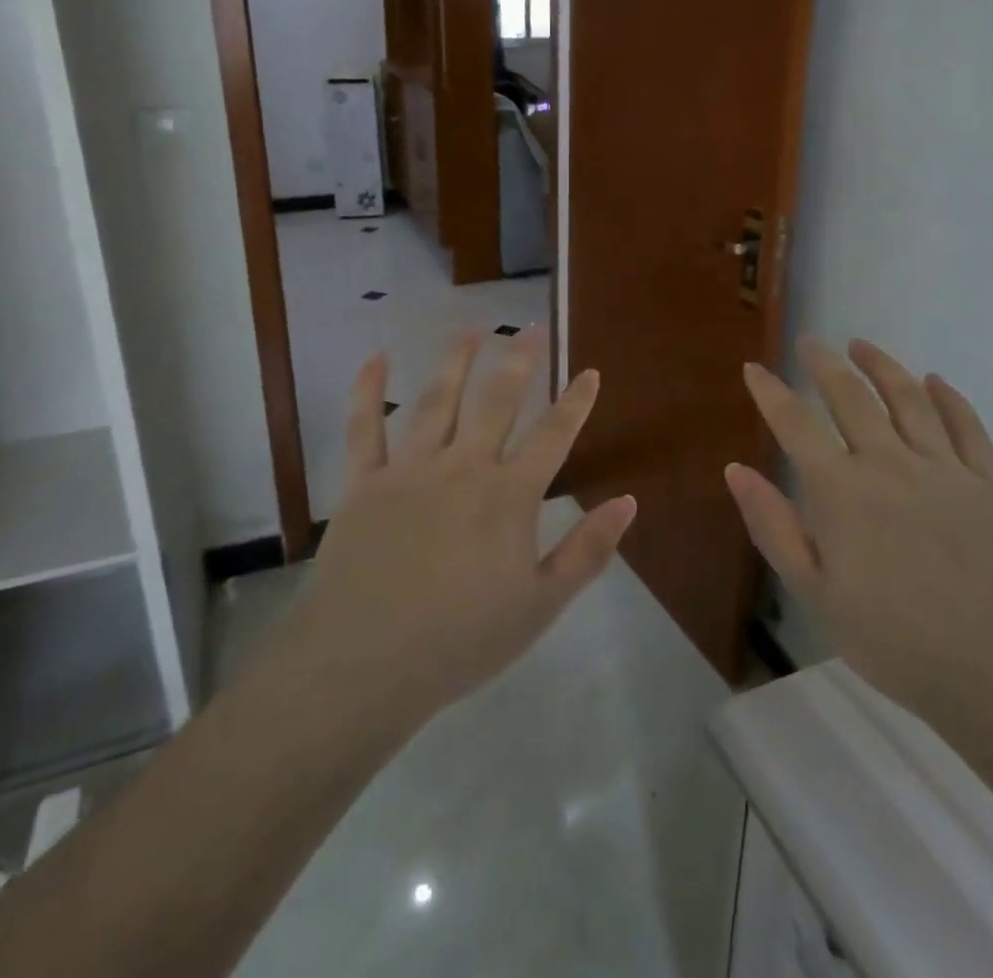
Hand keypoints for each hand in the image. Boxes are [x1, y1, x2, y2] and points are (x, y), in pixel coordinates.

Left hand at [279, 328, 636, 725]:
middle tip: (530, 329)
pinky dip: (369, 389)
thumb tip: (628, 501)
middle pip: (497, 401)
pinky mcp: (363, 482)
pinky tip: (377, 357)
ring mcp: (410, 469)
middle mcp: (463, 467)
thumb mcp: (539, 606)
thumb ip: (586, 551)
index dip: (575, 402)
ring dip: (455, 361)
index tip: (589, 371)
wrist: (363, 664)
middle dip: (518, 361)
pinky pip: (365, 427)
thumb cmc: (460, 641)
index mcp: (508, 496)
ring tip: (470, 329)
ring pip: (437, 400)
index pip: (553, 436)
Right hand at [726, 337, 992, 728]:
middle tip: (810, 342)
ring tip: (861, 345)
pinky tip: (935, 381)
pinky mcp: (986, 483)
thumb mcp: (815, 592)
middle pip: (851, 396)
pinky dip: (949, 398)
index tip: (754, 368)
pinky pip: (966, 426)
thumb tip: (736, 470)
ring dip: (882, 365)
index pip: (795, 423)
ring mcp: (943, 468)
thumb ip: (773, 525)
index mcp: (842, 490)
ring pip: (908, 398)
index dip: (770, 391)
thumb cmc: (894, 640)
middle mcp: (889, 462)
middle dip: (824, 364)